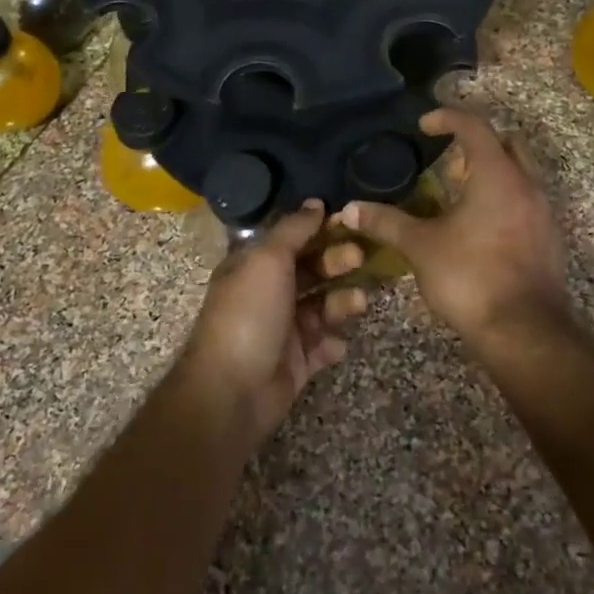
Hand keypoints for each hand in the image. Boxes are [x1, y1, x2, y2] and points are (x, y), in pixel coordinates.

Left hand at [180, 200, 368, 444]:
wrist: (233, 391)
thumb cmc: (249, 314)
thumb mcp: (267, 259)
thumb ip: (293, 230)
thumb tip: (315, 203)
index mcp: (253, 265)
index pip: (290, 239)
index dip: (318, 229)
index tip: (348, 221)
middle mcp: (267, 293)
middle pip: (310, 270)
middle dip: (336, 262)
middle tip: (360, 257)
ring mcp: (282, 329)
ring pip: (321, 307)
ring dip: (342, 301)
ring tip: (358, 303)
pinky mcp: (296, 362)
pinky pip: (322, 345)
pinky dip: (333, 342)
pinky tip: (337, 343)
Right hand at [340, 109, 569, 357]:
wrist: (524, 331)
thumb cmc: (470, 277)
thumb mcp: (420, 247)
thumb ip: (386, 222)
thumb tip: (350, 209)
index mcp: (497, 175)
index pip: (474, 126)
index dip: (447, 117)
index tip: (424, 124)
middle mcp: (527, 185)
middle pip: (507, 142)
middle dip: (478, 141)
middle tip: (448, 157)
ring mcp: (543, 212)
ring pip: (521, 173)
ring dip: (493, 172)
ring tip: (459, 192)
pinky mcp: (549, 239)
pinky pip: (526, 202)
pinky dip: (504, 199)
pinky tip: (479, 226)